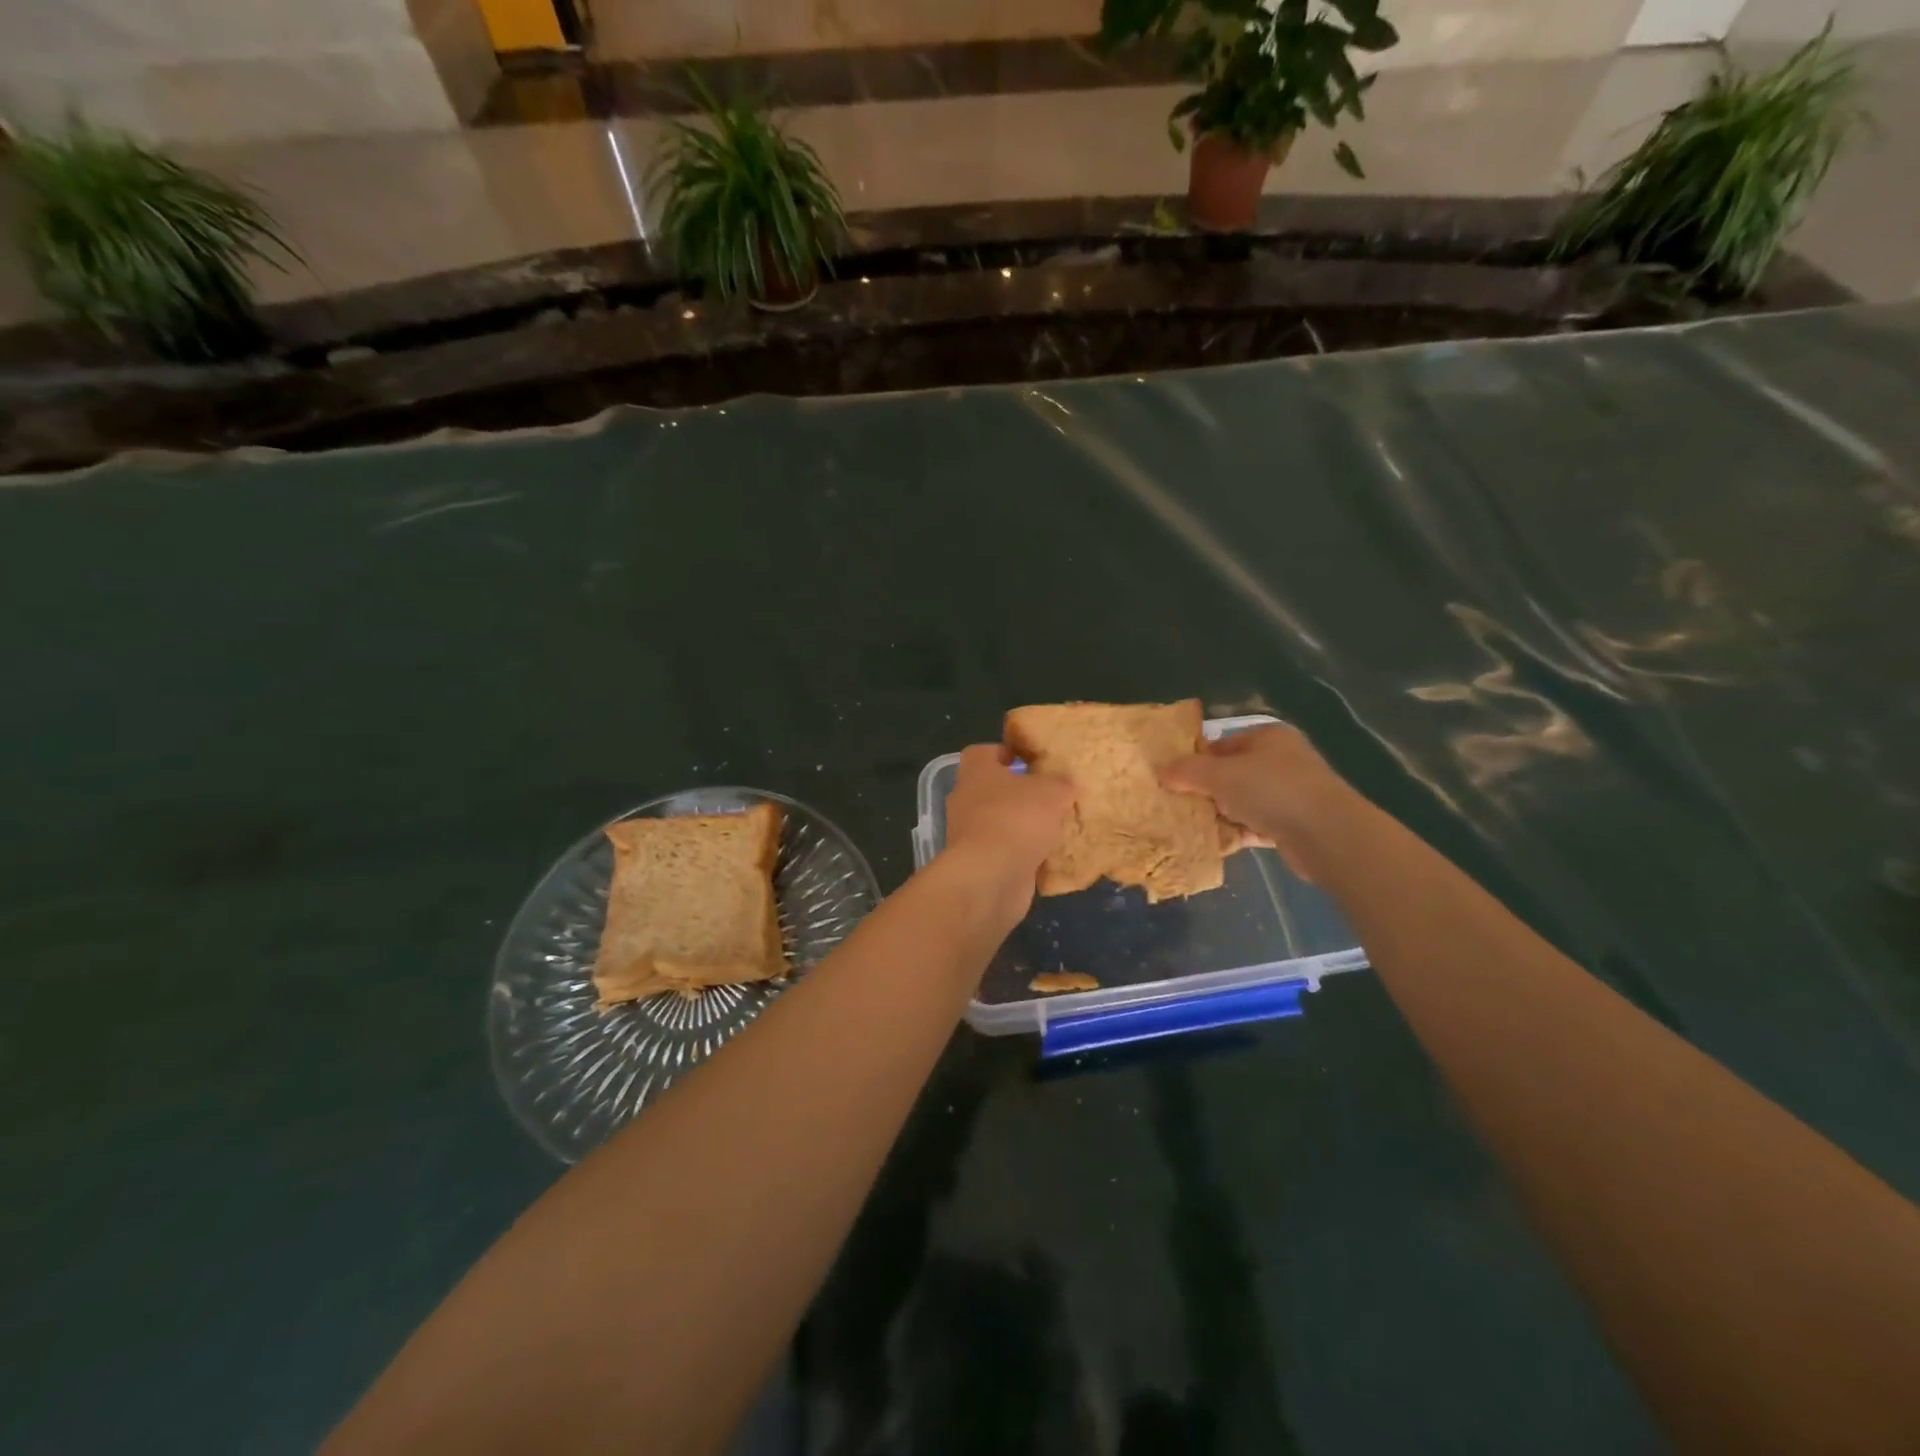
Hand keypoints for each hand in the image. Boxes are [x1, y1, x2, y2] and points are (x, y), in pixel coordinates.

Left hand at [942, 744, 1074, 917]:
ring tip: (1057, 827)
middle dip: (1020, 793)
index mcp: (976, 772)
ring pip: (1001, 822)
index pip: (984, 752)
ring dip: (1024, 826)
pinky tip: (1050, 856)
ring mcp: (970, 835)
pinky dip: (1024, 854)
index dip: (1006, 752)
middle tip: (1052, 795)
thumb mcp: (1051, 791)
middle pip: (993, 789)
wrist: (991, 877)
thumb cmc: (1016, 818)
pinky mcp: (980, 864)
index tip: (1031, 758)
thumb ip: (1060, 783)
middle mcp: (966, 800)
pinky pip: (1006, 852)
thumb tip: (1065, 783)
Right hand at [1161, 723, 1360, 881]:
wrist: (1327, 834)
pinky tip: (1214, 844)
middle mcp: (1281, 761)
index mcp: (1267, 737)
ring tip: (1190, 826)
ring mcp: (1290, 794)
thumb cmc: (1272, 790)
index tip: (1172, 779)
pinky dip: (1237, 833)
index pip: (1221, 744)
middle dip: (1205, 790)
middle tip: (1177, 804)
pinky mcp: (1293, 825)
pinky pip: (1255, 826)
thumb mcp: (1220, 775)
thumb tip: (1162, 772)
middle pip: (1231, 774)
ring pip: (1243, 801)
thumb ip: (1188, 771)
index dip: (1195, 760)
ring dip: (1220, 814)